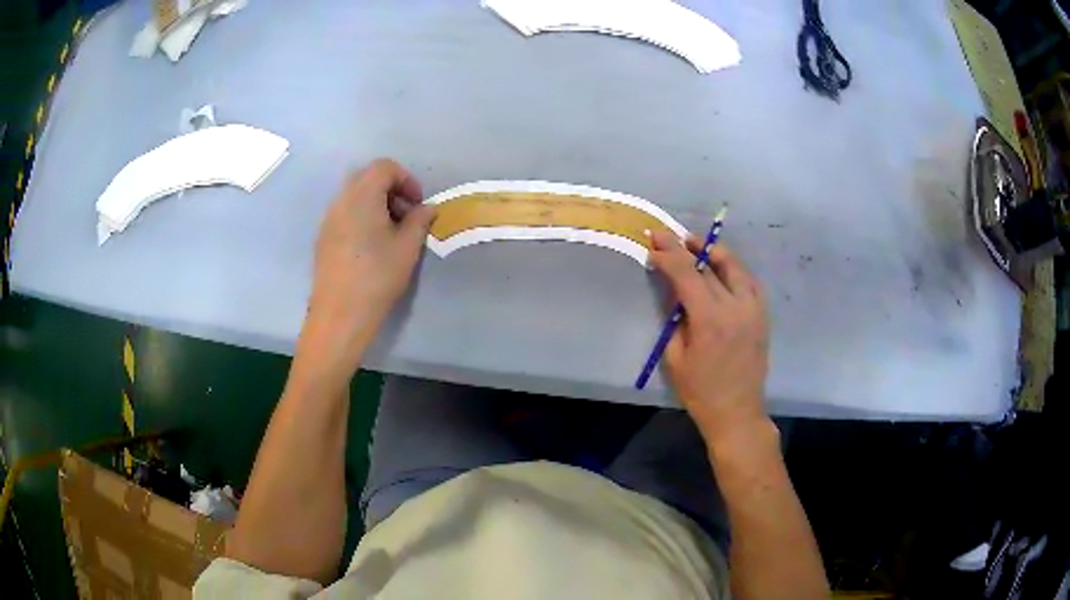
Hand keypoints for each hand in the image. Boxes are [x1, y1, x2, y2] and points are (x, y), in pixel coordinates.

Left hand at [300, 159, 435, 381]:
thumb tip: (426, 209)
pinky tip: (371, 247)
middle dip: (391, 190)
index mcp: (362, 195)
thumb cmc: (377, 277)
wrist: (340, 314)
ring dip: (377, 204)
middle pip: (367, 178)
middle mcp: (341, 200)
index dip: (406, 180)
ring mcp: (328, 219)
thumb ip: (420, 220)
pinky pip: (345, 214)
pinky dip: (362, 217)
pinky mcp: (323, 238)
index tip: (418, 204)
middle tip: (406, 217)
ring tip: (391, 234)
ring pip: (355, 196)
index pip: (384, 167)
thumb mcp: (408, 247)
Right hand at [648, 231, 770, 442]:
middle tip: (667, 236)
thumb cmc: (700, 391)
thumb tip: (672, 290)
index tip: (654, 241)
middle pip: (709, 265)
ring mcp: (754, 309)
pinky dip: (734, 268)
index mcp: (709, 319)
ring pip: (734, 266)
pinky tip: (722, 267)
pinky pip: (749, 281)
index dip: (668, 254)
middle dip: (685, 247)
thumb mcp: (675, 357)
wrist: (737, 411)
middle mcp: (735, 307)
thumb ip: (674, 318)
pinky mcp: (763, 315)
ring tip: (695, 244)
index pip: (687, 273)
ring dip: (713, 251)